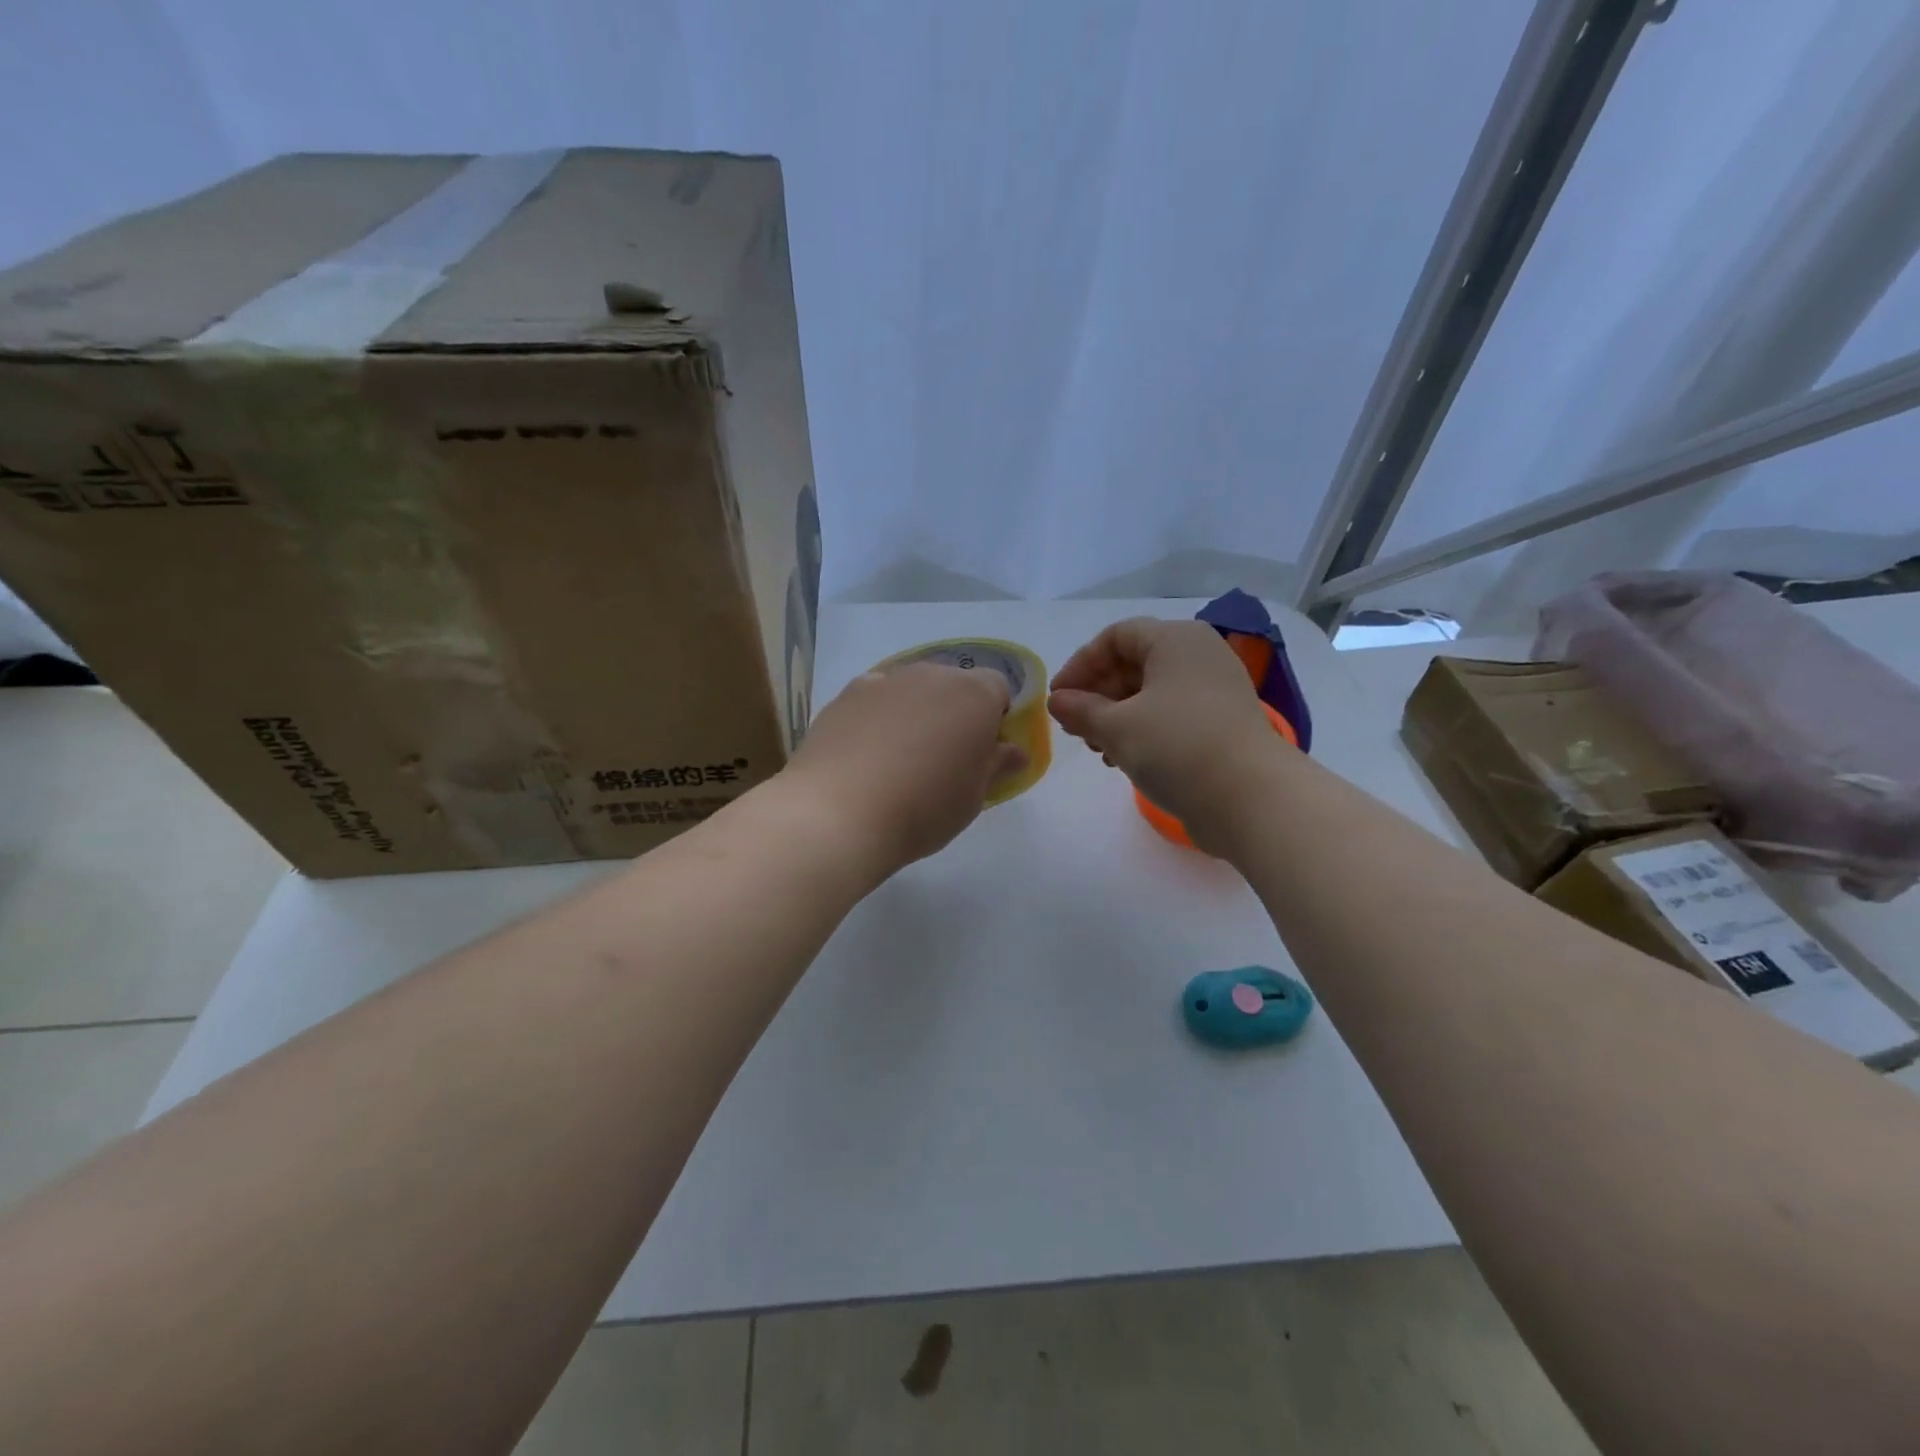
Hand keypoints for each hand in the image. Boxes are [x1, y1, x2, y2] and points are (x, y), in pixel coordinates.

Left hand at [781, 661, 1026, 877]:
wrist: (838, 813)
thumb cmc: (922, 809)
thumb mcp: (973, 798)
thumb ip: (996, 766)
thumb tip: (1014, 751)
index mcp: (974, 695)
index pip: (998, 689)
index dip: (995, 718)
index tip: (982, 752)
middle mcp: (931, 674)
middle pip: (954, 684)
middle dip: (955, 712)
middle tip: (944, 757)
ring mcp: (884, 680)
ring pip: (913, 688)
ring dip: (916, 711)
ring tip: (900, 758)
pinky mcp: (846, 694)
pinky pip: (876, 697)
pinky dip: (879, 715)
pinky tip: (866, 752)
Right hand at [1049, 617, 1280, 852]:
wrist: (1250, 798)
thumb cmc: (1176, 747)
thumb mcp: (1117, 727)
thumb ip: (1081, 710)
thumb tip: (1057, 701)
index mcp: (1175, 639)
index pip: (1115, 637)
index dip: (1080, 664)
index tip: (1057, 699)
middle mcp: (1198, 655)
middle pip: (1133, 662)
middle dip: (1097, 693)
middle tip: (1074, 726)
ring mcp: (1214, 689)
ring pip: (1150, 691)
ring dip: (1115, 715)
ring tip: (1097, 748)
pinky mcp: (1221, 722)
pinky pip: (1170, 713)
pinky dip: (1141, 729)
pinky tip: (1123, 759)